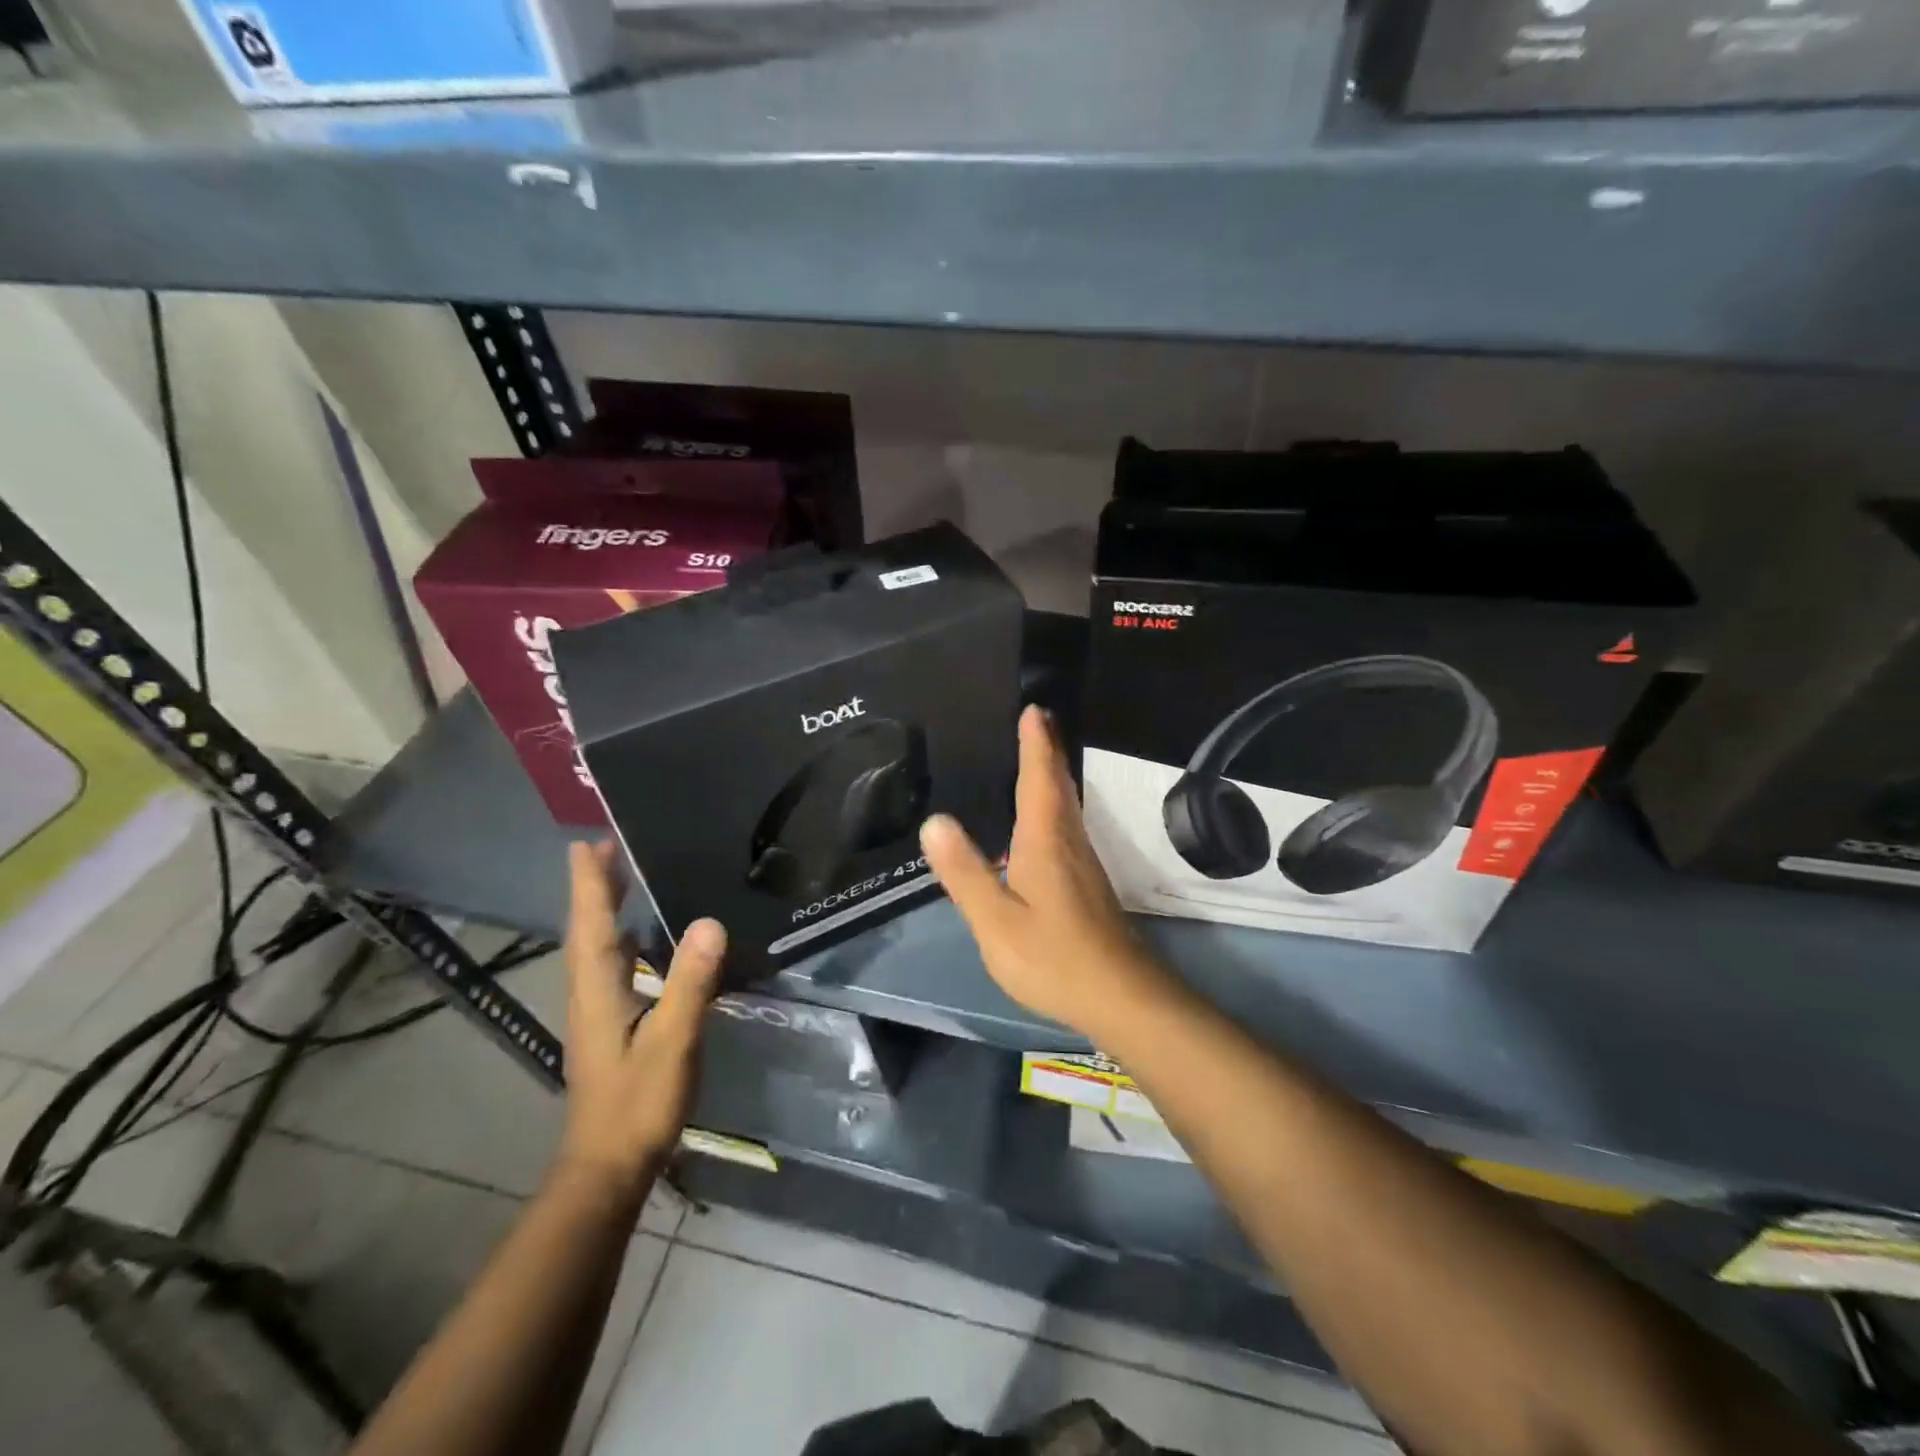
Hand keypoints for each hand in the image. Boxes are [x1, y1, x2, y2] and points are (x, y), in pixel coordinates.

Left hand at [554, 841, 725, 1204]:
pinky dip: (621, 941)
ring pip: (597, 949)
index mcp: (598, 991)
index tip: (587, 842)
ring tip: (624, 880)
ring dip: (605, 911)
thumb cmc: (638, 1103)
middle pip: (588, 930)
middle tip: (608, 848)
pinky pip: (612, 968)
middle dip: (595, 888)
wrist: (608, 1167)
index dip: (589, 883)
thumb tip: (708, 922)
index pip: (592, 925)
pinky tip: (643, 941)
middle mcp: (590, 994)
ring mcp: (597, 1013)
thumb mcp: (673, 1041)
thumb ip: (690, 983)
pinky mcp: (610, 1028)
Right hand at [920, 705, 1168, 1037]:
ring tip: (1037, 756)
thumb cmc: (1053, 957)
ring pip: (1068, 805)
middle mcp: (1069, 841)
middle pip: (1060, 784)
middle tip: (1037, 720)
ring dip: (1053, 775)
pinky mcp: (1087, 884)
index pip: (1039, 778)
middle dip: (1048, 750)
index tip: (1033, 710)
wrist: (1120, 996)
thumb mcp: (996, 921)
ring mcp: (1082, 863)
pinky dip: (1055, 804)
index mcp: (1045, 841)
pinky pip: (1067, 826)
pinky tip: (1041, 821)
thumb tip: (934, 821)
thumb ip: (965, 873)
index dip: (1035, 744)